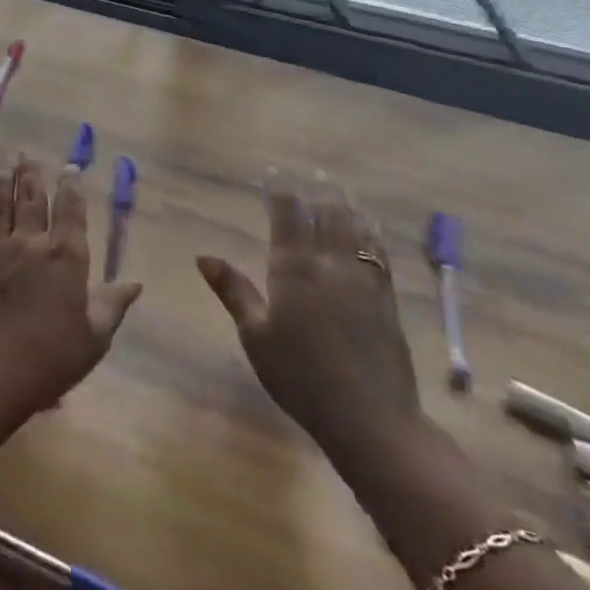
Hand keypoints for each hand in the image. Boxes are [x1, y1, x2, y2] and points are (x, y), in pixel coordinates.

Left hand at [0, 156, 140, 420]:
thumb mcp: (94, 336)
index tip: (70, 167)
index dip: (72, 188)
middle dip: (32, 175)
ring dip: (2, 184)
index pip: (71, 212)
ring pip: (0, 209)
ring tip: (5, 165)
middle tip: (27, 153)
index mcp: (65, 258)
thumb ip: (112, 305)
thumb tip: (135, 283)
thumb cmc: (52, 358)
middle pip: (32, 201)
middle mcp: (30, 245)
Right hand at [196, 177, 421, 472]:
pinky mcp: (387, 299)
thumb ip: (233, 290)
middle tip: (312, 171)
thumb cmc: (299, 377)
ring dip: (346, 204)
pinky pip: (379, 253)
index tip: (274, 173)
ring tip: (339, 187)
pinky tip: (369, 227)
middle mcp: (331, 266)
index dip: (280, 193)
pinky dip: (371, 232)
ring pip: (356, 229)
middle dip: (317, 190)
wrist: (370, 418)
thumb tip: (203, 256)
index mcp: (294, 271)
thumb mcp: (254, 335)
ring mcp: (364, 281)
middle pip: (327, 216)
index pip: (288, 218)